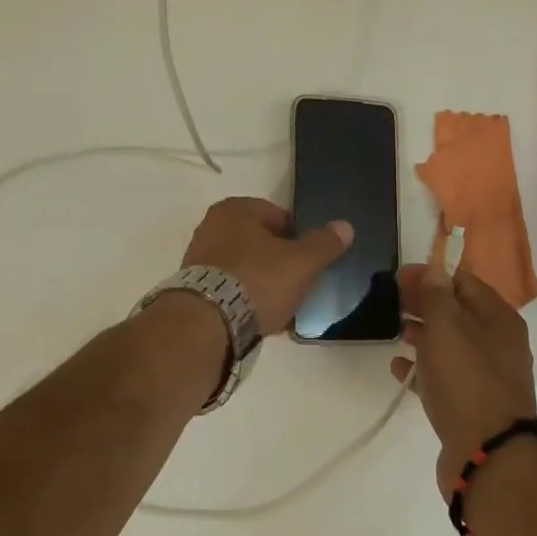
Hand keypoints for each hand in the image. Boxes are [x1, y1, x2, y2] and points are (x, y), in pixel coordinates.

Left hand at [181, 198, 351, 336]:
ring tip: (280, 306)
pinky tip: (259, 319)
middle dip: (278, 261)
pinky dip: (244, 299)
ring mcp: (198, 259)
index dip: (297, 236)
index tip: (308, 260)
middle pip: (259, 242)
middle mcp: (212, 227)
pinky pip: (229, 289)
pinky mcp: (192, 290)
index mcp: (235, 209)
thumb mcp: (301, 262)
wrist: (206, 326)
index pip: (277, 215)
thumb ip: (324, 244)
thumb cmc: (257, 280)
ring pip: (244, 267)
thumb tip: (345, 226)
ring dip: (262, 282)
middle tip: (297, 283)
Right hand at [393, 263, 536, 495]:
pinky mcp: (472, 405)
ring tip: (394, 330)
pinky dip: (423, 369)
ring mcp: (486, 375)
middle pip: (457, 312)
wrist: (488, 456)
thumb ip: (437, 295)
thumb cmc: (466, 381)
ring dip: (423, 334)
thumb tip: (434, 268)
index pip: (464, 281)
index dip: (431, 274)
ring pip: (450, 344)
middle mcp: (498, 343)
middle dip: (425, 303)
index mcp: (499, 318)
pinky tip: (398, 368)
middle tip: (391, 301)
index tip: (399, 277)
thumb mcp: (447, 328)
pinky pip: (445, 377)